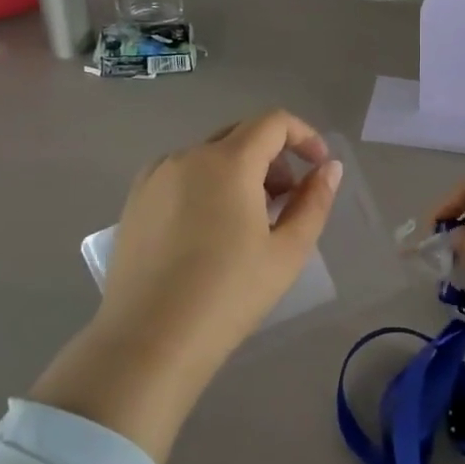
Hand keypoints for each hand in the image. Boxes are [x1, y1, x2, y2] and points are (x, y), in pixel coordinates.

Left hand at [29, 111, 341, 463]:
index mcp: (227, 162)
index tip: (319, 169)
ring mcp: (155, 176)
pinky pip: (182, 175)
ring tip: (250, 222)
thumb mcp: (286, 252)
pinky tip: (211, 231)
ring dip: (241, 172)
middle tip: (287, 200)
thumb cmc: (228, 296)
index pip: (273, 122)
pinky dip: (208, 185)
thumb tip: (329, 169)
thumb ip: (314, 202)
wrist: (149, 341)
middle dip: (274, 157)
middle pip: (241, 134)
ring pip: (210, 155)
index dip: (304, 136)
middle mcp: (187, 156)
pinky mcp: (134, 200)